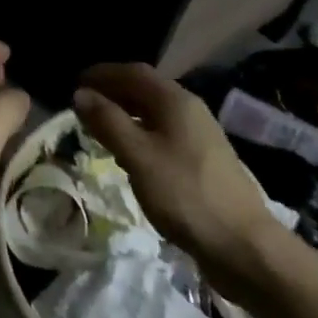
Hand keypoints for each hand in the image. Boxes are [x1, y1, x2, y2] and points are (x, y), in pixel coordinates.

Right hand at [73, 63, 284, 297]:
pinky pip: (163, 134)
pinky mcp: (202, 161)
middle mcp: (190, 110)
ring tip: (98, 127)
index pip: (133, 72)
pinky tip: (128, 155)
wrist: (242, 246)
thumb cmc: (185, 194)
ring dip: (125, 113)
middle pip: (145, 89)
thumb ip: (108, 122)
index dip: (103, 73)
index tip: (75, 82)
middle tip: (82, 104)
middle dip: (112, 92)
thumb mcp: (138, 156)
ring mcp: (199, 136)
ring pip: (154, 113)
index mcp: (175, 101)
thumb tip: (81, 94)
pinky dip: (139, 134)